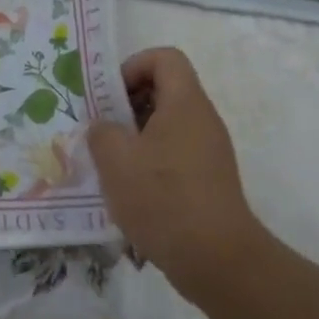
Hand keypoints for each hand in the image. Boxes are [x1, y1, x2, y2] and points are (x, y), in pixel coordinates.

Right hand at [86, 47, 274, 305]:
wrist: (217, 259)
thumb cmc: (163, 197)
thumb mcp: (115, 159)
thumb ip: (101, 132)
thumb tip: (105, 128)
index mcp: (185, 103)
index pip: (164, 58)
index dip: (132, 66)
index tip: (109, 96)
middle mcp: (202, 120)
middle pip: (165, 90)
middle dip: (127, 104)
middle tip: (102, 130)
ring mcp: (209, 151)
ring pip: (167, 125)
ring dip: (135, 136)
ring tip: (110, 163)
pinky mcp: (209, 180)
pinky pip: (175, 153)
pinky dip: (150, 161)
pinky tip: (130, 191)